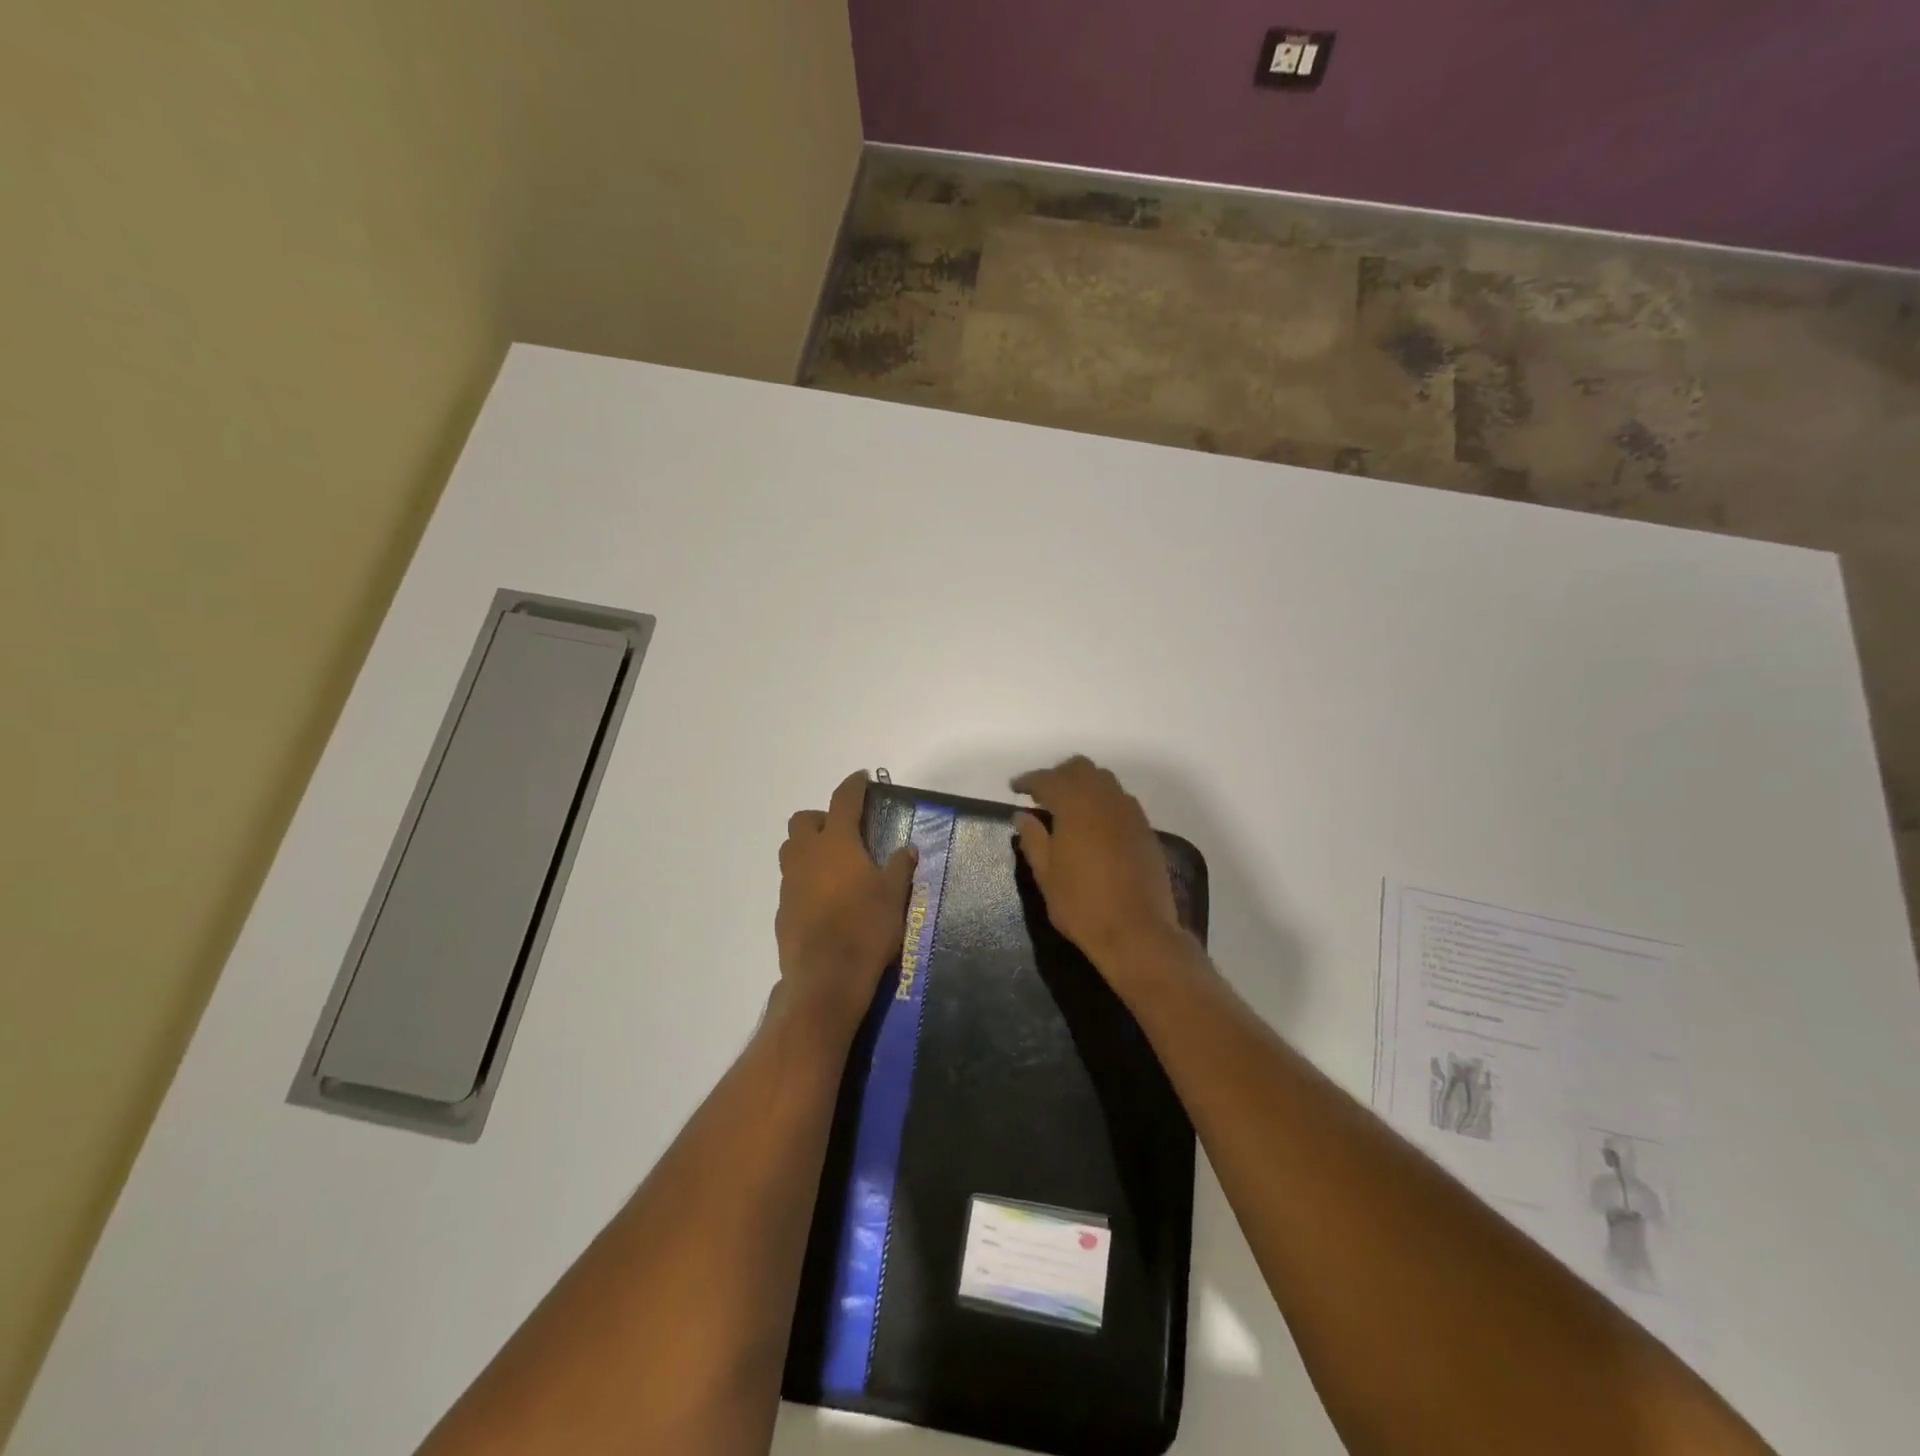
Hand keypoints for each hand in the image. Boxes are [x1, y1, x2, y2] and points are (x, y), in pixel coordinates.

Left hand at [775, 770, 917, 1029]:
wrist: (826, 978)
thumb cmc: (866, 928)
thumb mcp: (894, 894)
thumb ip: (899, 866)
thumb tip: (906, 849)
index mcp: (836, 843)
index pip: (843, 800)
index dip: (853, 786)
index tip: (861, 778)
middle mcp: (807, 855)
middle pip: (804, 820)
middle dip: (822, 818)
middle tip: (845, 832)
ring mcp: (790, 882)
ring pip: (792, 850)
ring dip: (809, 847)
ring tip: (834, 864)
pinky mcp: (782, 909)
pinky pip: (792, 881)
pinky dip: (806, 879)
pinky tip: (826, 899)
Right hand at [1011, 756, 1186, 974]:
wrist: (1137, 932)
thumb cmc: (1081, 904)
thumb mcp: (1046, 874)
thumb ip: (1033, 839)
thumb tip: (1022, 815)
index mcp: (1075, 805)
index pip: (1048, 779)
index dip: (1029, 780)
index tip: (1015, 788)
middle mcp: (1105, 799)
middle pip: (1080, 768)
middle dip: (1058, 775)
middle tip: (1042, 794)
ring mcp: (1130, 812)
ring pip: (1104, 780)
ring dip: (1083, 785)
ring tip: (1068, 807)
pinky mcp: (1145, 829)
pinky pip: (1120, 801)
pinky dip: (1103, 802)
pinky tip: (1094, 824)